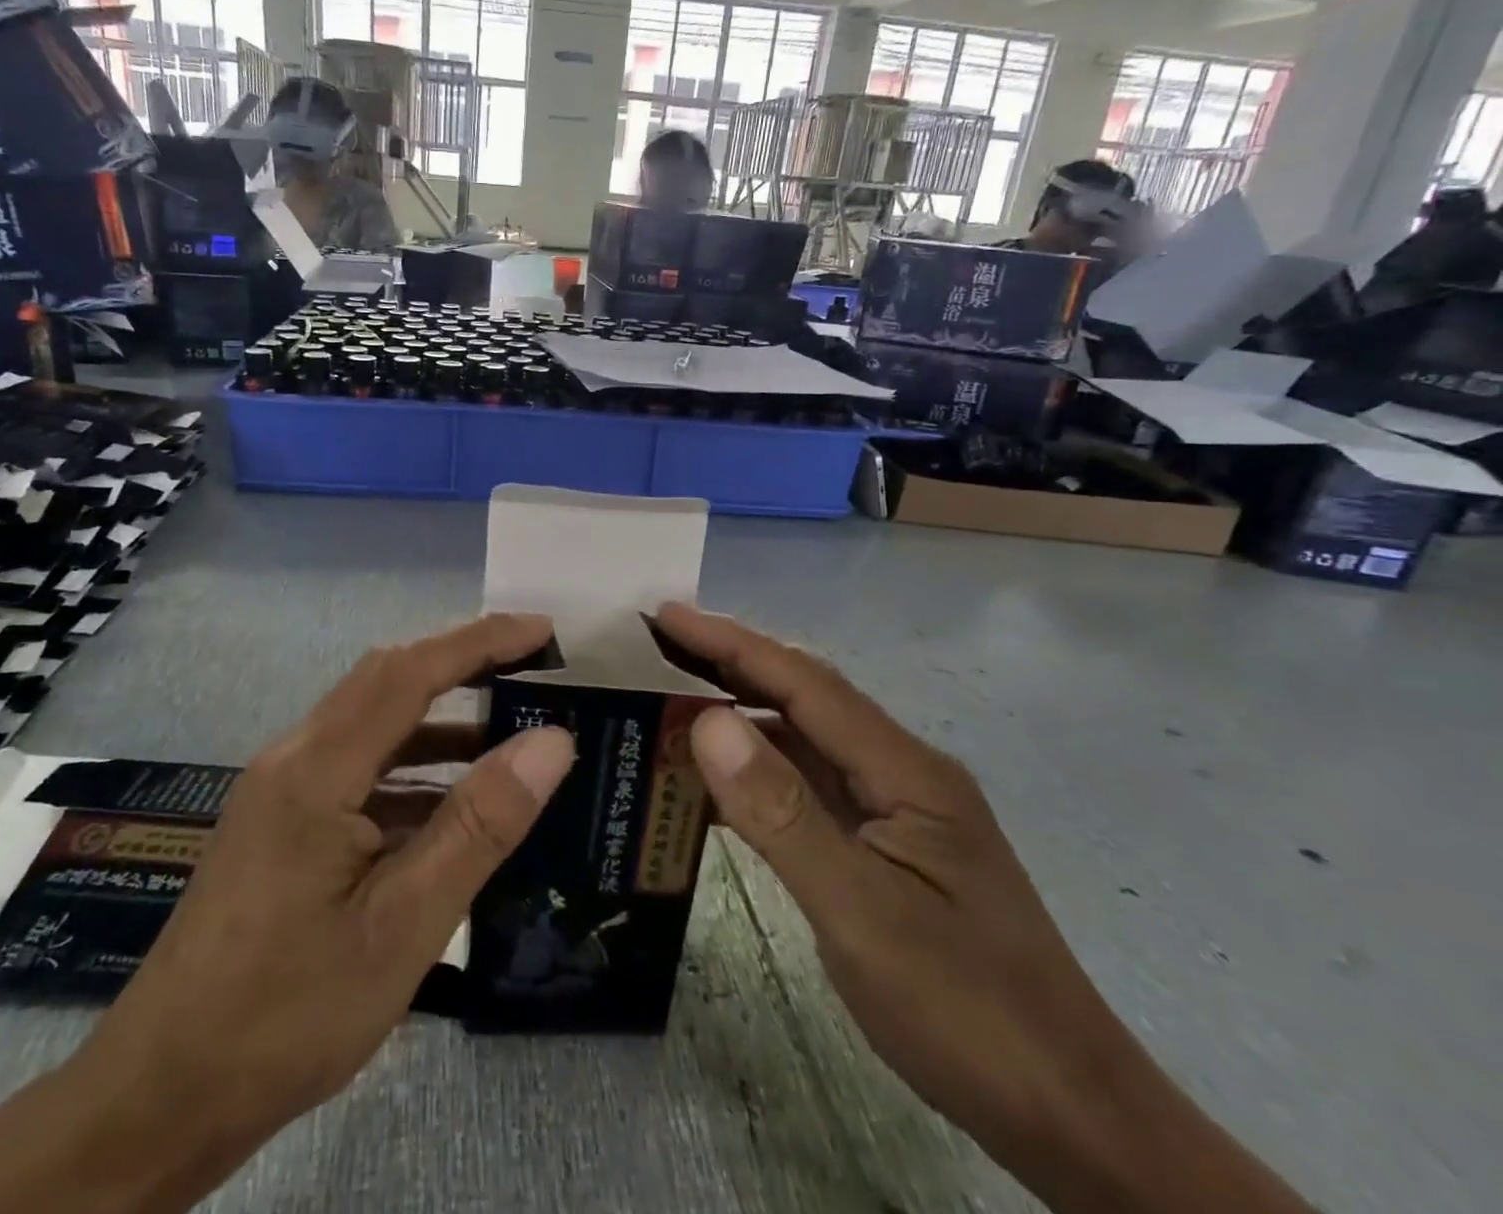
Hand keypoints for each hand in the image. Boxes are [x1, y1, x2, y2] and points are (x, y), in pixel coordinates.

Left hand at [76, 613, 574, 1178]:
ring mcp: (284, 789)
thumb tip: (551, 741)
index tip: (542, 631)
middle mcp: (295, 758)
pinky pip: (360, 767)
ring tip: (510, 728)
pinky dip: (415, 767)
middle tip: (532, 667)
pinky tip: (454, 802)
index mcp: (316, 769)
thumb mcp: (403, 925)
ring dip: (440, 716)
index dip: (481, 641)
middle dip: (462, 661)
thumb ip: (479, 825)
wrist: (163, 1095)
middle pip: (387, 679)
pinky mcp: (283, 821)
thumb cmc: (288, 1013)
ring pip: (373, 723)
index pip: (410, 671)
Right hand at [655, 604, 1315, 1213]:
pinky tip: (719, 784)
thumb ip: (782, 812)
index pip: (803, 682)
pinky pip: (810, 787)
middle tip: (658, 646)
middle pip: (805, 697)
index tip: (667, 613)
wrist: (1071, 1115)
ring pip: (805, 741)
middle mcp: (902, 771)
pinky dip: (758, 772)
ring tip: (671, 702)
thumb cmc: (967, 1010)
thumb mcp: (861, 912)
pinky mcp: (887, 846)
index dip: (730, 641)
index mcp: (906, 769)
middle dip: (731, 662)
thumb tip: (709, 720)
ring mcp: (897, 810)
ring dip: (741, 716)